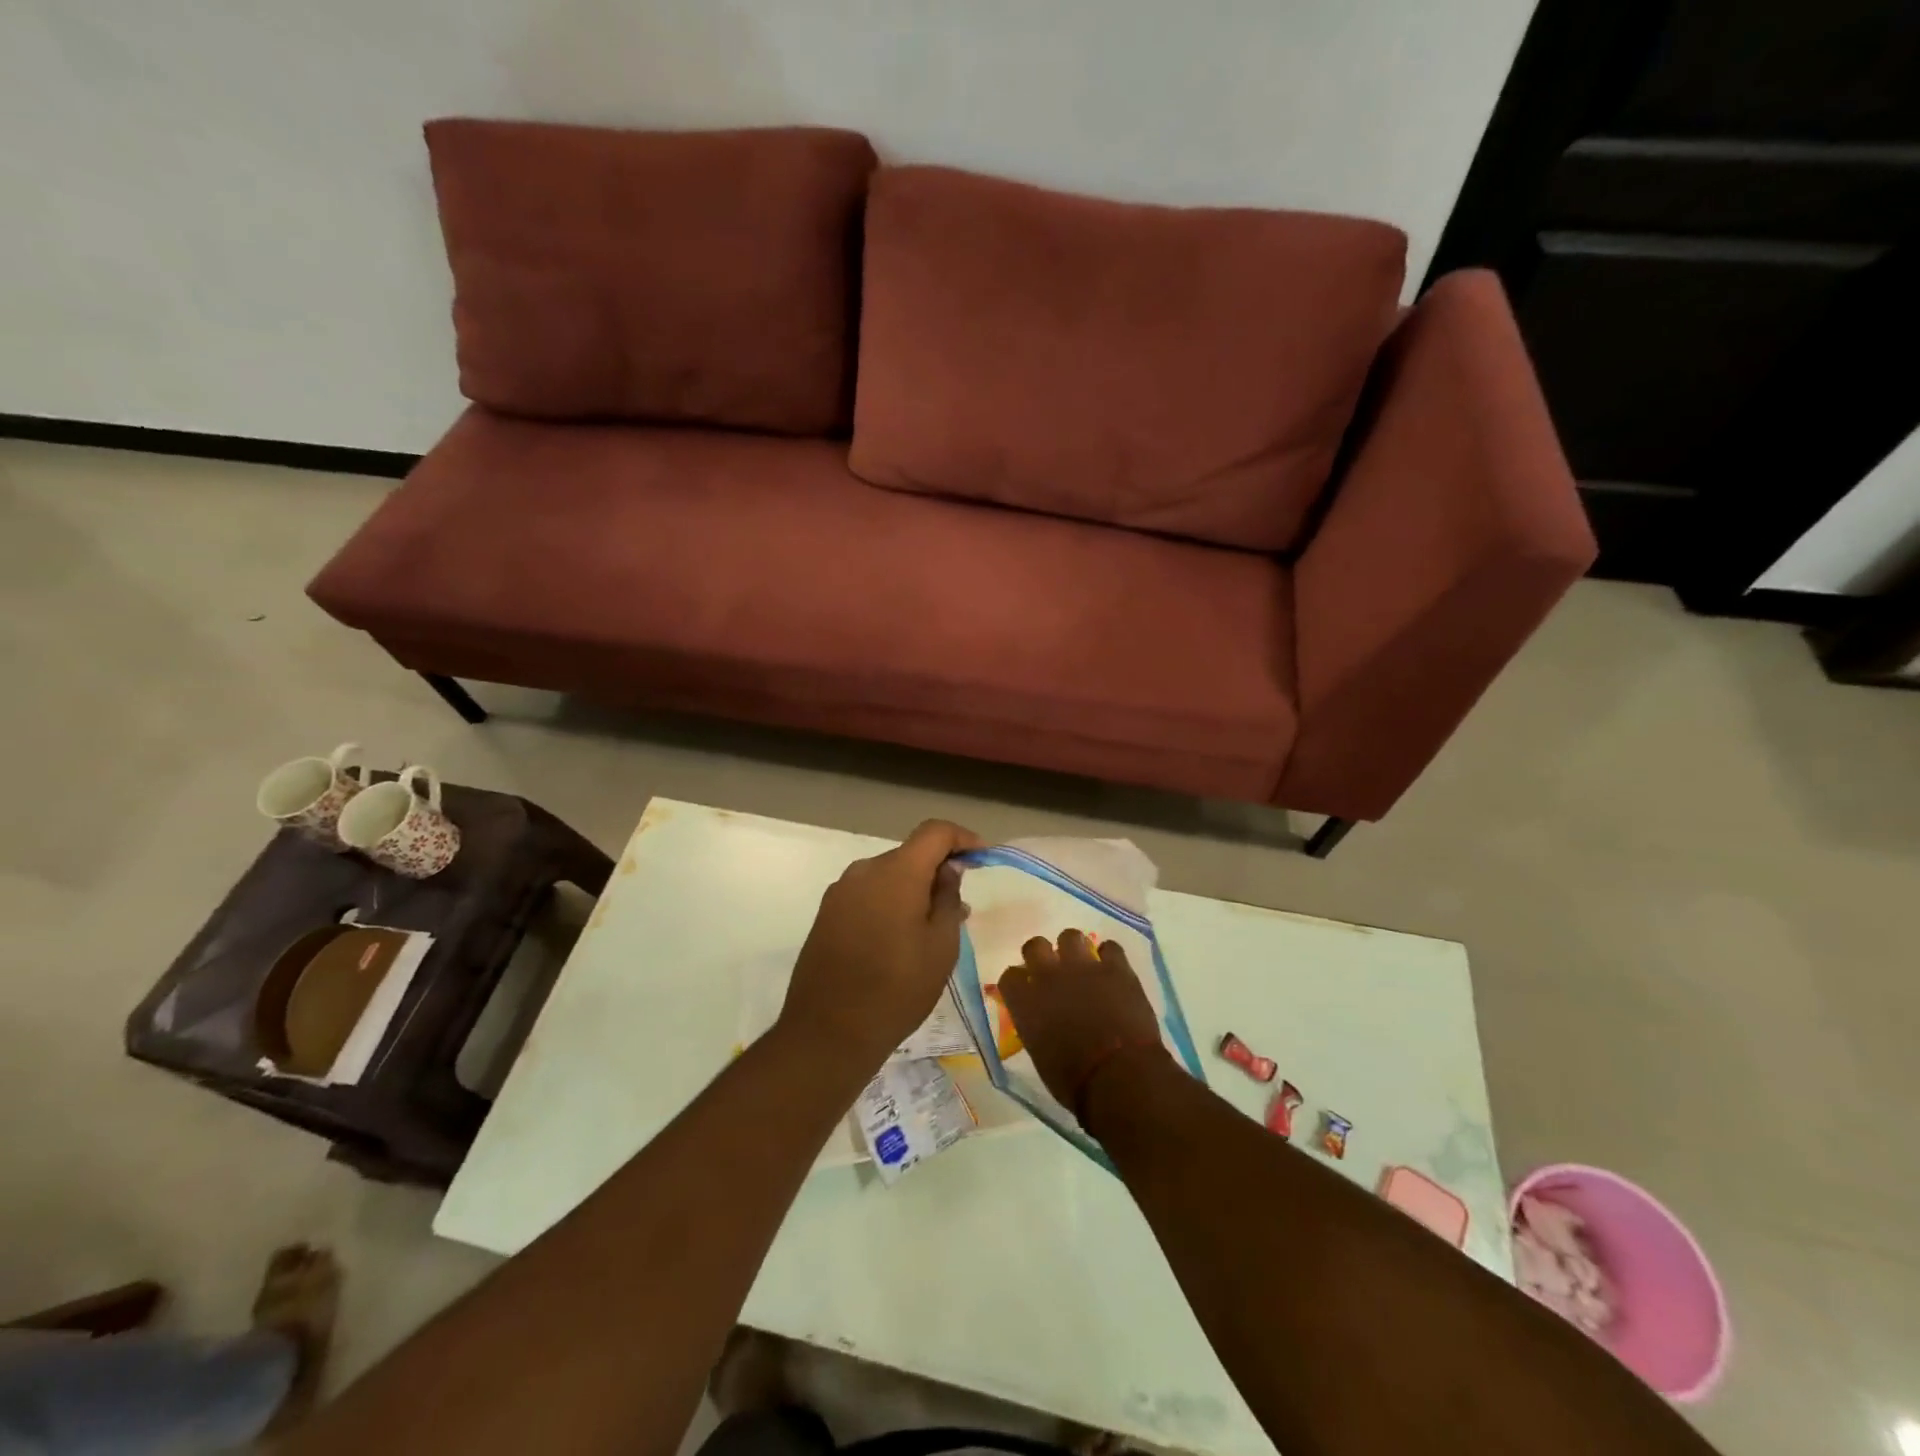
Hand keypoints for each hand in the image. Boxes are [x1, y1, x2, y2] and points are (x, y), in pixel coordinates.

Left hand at [778, 819, 983, 1070]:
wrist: (827, 1032)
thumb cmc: (897, 989)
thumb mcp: (941, 946)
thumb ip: (948, 899)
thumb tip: (948, 870)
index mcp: (896, 873)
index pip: (934, 832)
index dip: (962, 838)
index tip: (982, 857)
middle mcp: (864, 871)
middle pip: (910, 854)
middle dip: (938, 869)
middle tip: (961, 904)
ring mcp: (840, 892)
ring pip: (888, 875)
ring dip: (914, 889)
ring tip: (933, 927)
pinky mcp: (827, 914)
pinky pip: (868, 894)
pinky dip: (890, 902)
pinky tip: (901, 937)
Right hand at [996, 930, 1169, 1120]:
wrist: (1120, 1077)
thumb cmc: (1075, 1082)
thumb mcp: (1040, 1055)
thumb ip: (1035, 1027)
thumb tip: (1041, 1020)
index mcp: (1026, 1002)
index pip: (1010, 976)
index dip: (1018, 981)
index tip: (1025, 990)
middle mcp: (1049, 976)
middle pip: (1035, 946)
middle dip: (1042, 955)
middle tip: (1053, 971)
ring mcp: (1083, 967)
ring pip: (1070, 936)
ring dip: (1074, 949)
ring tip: (1083, 965)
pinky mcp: (1116, 968)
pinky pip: (1110, 947)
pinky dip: (1110, 957)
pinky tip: (1113, 970)